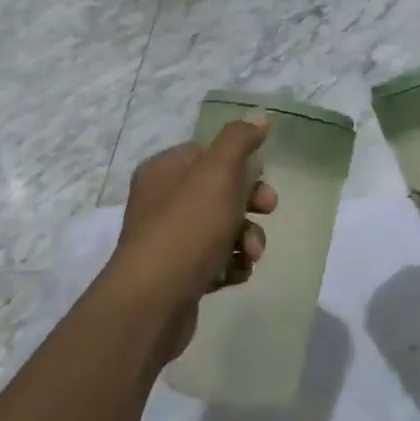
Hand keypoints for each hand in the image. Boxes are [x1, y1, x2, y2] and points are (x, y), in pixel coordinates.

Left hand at [107, 120, 276, 359]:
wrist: (153, 303)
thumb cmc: (186, 228)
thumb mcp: (218, 173)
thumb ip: (239, 140)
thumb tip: (259, 117)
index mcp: (164, 170)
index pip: (208, 153)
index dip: (240, 163)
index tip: (263, 176)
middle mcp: (161, 201)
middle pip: (219, 191)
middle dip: (250, 203)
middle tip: (267, 211)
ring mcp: (168, 240)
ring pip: (222, 228)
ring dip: (245, 238)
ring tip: (250, 255)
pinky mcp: (178, 276)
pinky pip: (214, 261)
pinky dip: (230, 266)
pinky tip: (235, 275)